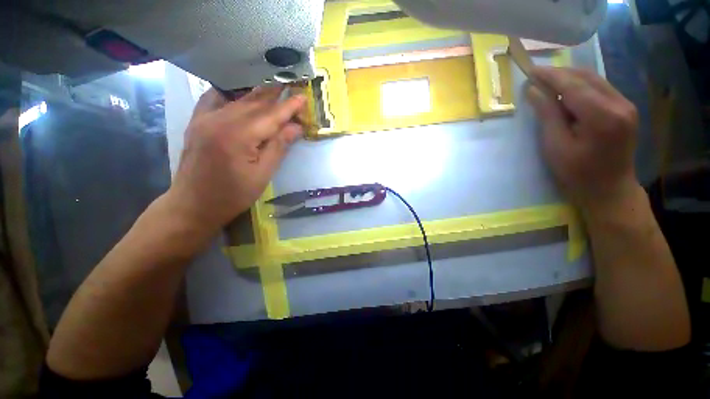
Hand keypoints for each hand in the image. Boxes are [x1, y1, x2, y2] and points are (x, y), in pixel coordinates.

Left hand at [167, 86, 305, 233]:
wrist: (190, 206)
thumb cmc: (227, 198)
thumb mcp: (259, 178)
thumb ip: (278, 148)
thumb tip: (296, 126)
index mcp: (239, 136)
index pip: (271, 115)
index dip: (289, 106)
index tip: (303, 96)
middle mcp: (222, 119)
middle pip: (255, 101)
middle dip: (275, 95)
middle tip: (291, 88)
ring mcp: (206, 117)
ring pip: (237, 99)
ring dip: (256, 94)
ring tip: (272, 89)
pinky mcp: (196, 121)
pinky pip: (213, 97)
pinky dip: (228, 93)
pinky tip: (237, 93)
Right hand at [526, 67, 639, 214]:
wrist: (615, 196)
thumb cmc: (584, 180)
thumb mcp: (558, 151)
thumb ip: (547, 114)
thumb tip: (533, 87)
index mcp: (601, 117)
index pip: (570, 83)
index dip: (549, 75)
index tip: (530, 71)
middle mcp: (617, 104)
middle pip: (582, 76)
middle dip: (560, 75)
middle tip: (542, 81)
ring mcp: (626, 105)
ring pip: (592, 78)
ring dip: (573, 79)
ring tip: (557, 88)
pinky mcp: (628, 107)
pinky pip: (601, 86)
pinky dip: (586, 86)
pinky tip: (576, 96)